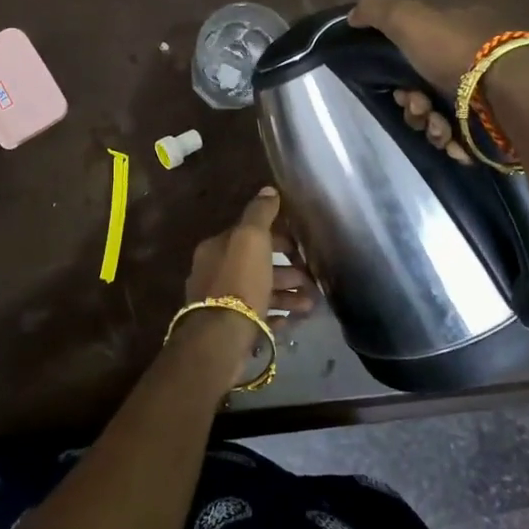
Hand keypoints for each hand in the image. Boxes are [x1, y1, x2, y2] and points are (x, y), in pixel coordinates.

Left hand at [183, 188, 314, 316]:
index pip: (250, 235)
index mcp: (217, 248)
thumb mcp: (251, 239)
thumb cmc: (239, 282)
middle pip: (257, 265)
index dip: (278, 237)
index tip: (302, 246)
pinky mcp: (230, 329)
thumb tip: (268, 190)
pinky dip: (277, 315)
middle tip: (312, 278)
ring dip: (287, 294)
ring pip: (260, 292)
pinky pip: (258, 317)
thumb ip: (260, 213)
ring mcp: (221, 303)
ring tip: (311, 304)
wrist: (220, 338)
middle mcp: (215, 272)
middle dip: (287, 269)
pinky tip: (294, 320)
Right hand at [350, 0, 528, 161]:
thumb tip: (353, 15)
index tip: (398, 87)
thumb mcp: (410, 18)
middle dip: (414, 104)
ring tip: (439, 129)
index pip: (420, 49)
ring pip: (443, 116)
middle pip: (427, 87)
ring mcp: (492, 96)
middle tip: (417, 108)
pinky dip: (454, 142)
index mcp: (463, 30)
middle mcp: (480, 61)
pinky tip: (455, 142)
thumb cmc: (460, 53)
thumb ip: (378, 10)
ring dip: (431, 126)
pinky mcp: (500, 127)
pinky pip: (465, 138)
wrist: (514, 97)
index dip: (400, 70)